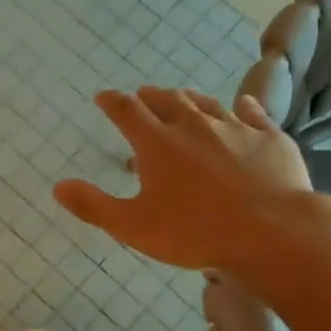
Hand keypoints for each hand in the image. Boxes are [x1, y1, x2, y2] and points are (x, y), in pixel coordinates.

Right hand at [54, 87, 317, 271]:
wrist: (272, 233)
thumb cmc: (194, 232)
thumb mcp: (133, 226)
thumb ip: (93, 206)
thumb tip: (58, 186)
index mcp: (157, 143)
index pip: (126, 110)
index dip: (111, 101)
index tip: (103, 97)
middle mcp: (193, 125)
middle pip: (166, 100)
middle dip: (149, 97)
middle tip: (141, 98)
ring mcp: (235, 128)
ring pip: (206, 103)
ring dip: (189, 99)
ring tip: (182, 99)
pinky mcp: (269, 138)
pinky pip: (253, 114)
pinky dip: (243, 107)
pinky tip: (243, 105)